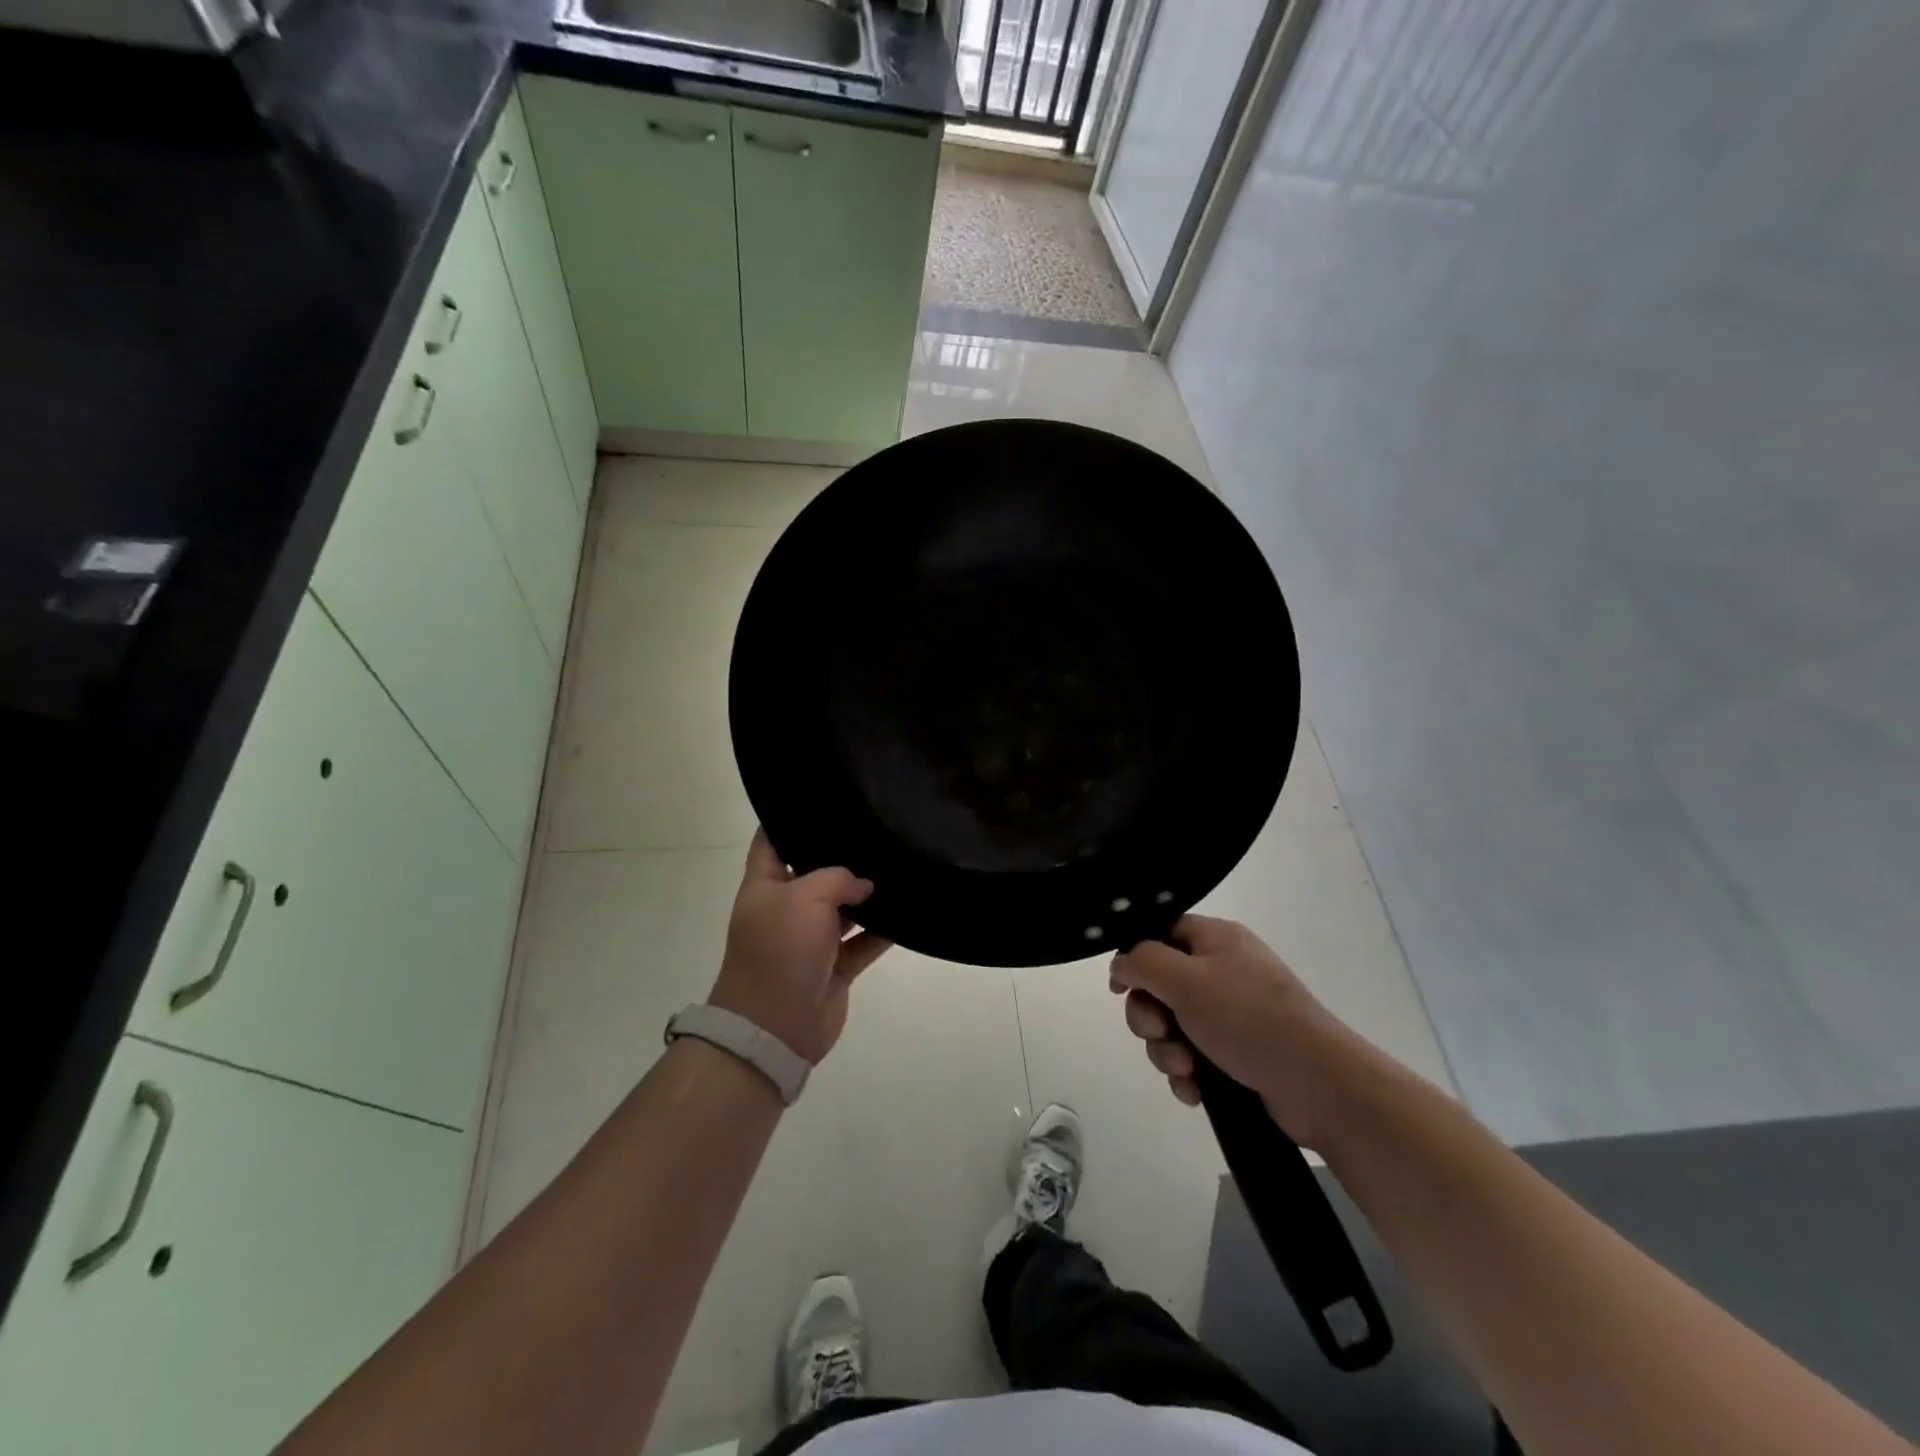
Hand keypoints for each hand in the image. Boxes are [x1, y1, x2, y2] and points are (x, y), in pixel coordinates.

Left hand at [708, 830, 891, 1064]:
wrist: (775, 1027)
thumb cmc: (780, 951)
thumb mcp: (803, 898)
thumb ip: (838, 879)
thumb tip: (865, 886)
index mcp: (765, 885)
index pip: (772, 840)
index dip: (790, 818)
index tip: (822, 797)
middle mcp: (788, 907)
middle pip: (816, 871)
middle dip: (842, 854)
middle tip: (877, 824)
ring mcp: (812, 938)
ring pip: (845, 907)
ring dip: (869, 893)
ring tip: (901, 861)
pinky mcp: (836, 965)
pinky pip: (865, 941)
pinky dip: (884, 930)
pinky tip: (910, 909)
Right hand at [1109, 915, 1350, 1149]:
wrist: (1318, 1085)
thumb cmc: (1248, 1018)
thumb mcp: (1187, 980)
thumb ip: (1143, 962)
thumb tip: (1121, 964)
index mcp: (1216, 940)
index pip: (1160, 933)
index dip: (1135, 958)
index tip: (1121, 988)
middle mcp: (1223, 971)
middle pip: (1160, 985)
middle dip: (1149, 1016)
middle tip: (1159, 1033)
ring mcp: (1231, 1015)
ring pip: (1172, 1026)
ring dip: (1166, 1051)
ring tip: (1185, 1070)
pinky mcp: (1237, 1054)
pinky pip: (1193, 1057)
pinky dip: (1187, 1074)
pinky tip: (1195, 1091)